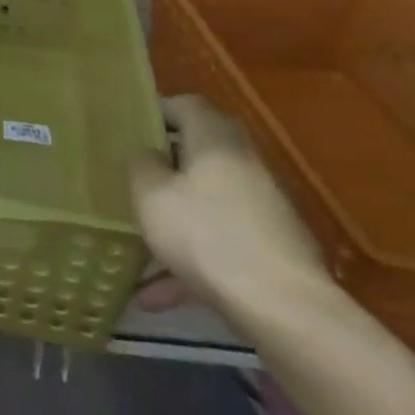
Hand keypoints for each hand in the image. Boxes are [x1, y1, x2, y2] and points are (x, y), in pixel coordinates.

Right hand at [127, 95, 334, 330]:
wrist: (284, 309)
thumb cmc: (206, 235)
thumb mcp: (150, 194)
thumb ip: (140, 165)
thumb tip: (146, 155)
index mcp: (216, 142)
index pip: (188, 105)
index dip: (158, 109)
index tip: (130, 124)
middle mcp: (244, 167)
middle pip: (201, 154)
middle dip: (165, 165)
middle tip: (131, 175)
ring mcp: (263, 211)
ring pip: (207, 204)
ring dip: (173, 221)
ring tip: (136, 248)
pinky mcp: (271, 251)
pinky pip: (219, 245)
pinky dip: (190, 262)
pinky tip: (159, 297)